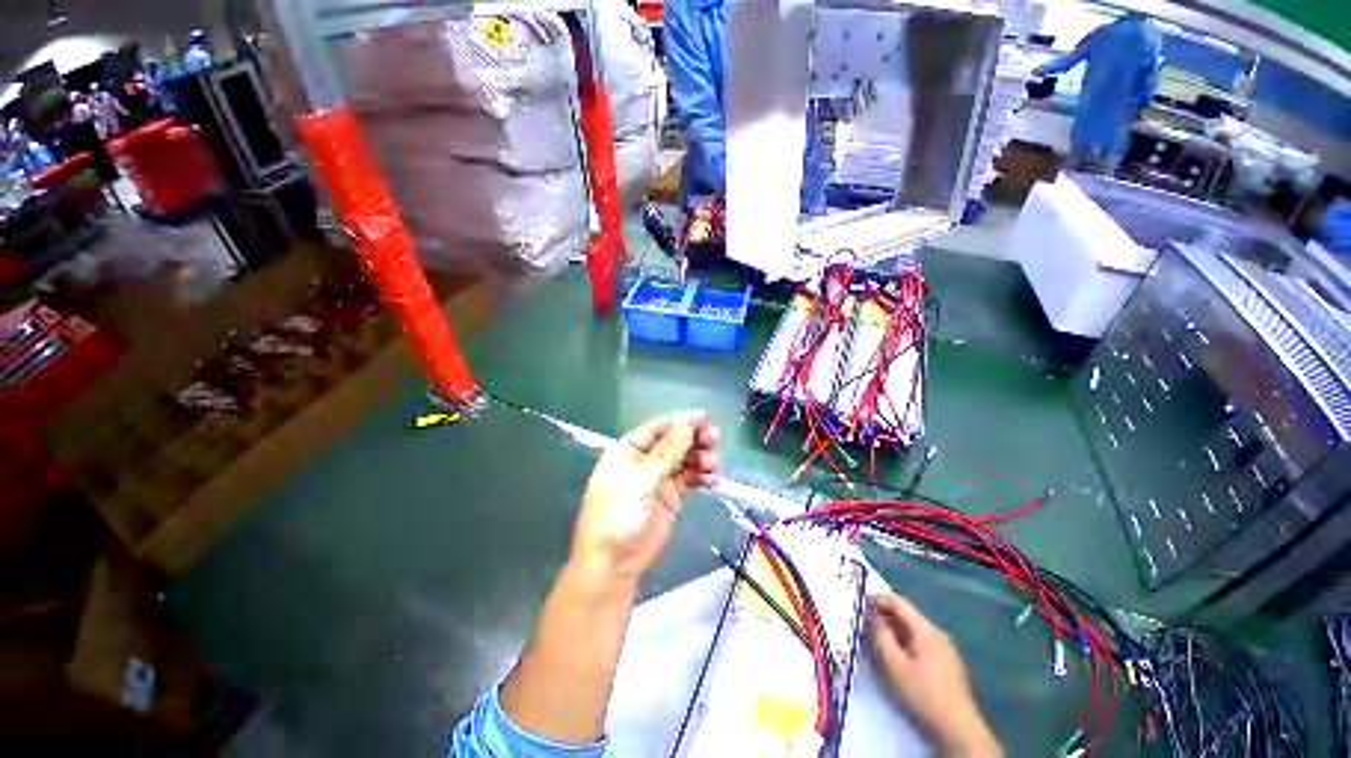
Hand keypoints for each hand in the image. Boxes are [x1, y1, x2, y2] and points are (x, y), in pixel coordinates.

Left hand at [571, 411, 718, 582]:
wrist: (613, 564)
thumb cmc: (617, 516)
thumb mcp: (640, 481)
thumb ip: (666, 452)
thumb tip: (686, 423)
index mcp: (628, 450)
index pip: (657, 428)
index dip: (680, 421)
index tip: (704, 418)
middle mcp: (644, 461)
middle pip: (674, 441)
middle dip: (694, 438)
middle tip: (713, 438)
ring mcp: (658, 478)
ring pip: (684, 459)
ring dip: (700, 457)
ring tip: (713, 463)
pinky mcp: (671, 496)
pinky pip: (689, 479)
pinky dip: (701, 476)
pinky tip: (711, 479)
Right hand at [868, 594, 1000, 757]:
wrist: (958, 726)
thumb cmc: (923, 693)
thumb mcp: (894, 665)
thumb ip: (881, 636)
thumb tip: (872, 616)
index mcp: (926, 630)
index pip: (899, 602)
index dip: (878, 599)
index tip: (860, 602)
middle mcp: (938, 633)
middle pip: (907, 615)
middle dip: (885, 615)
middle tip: (865, 621)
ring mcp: (945, 648)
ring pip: (914, 629)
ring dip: (894, 629)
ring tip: (878, 637)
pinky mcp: (947, 661)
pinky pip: (922, 641)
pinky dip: (905, 640)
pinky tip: (897, 654)